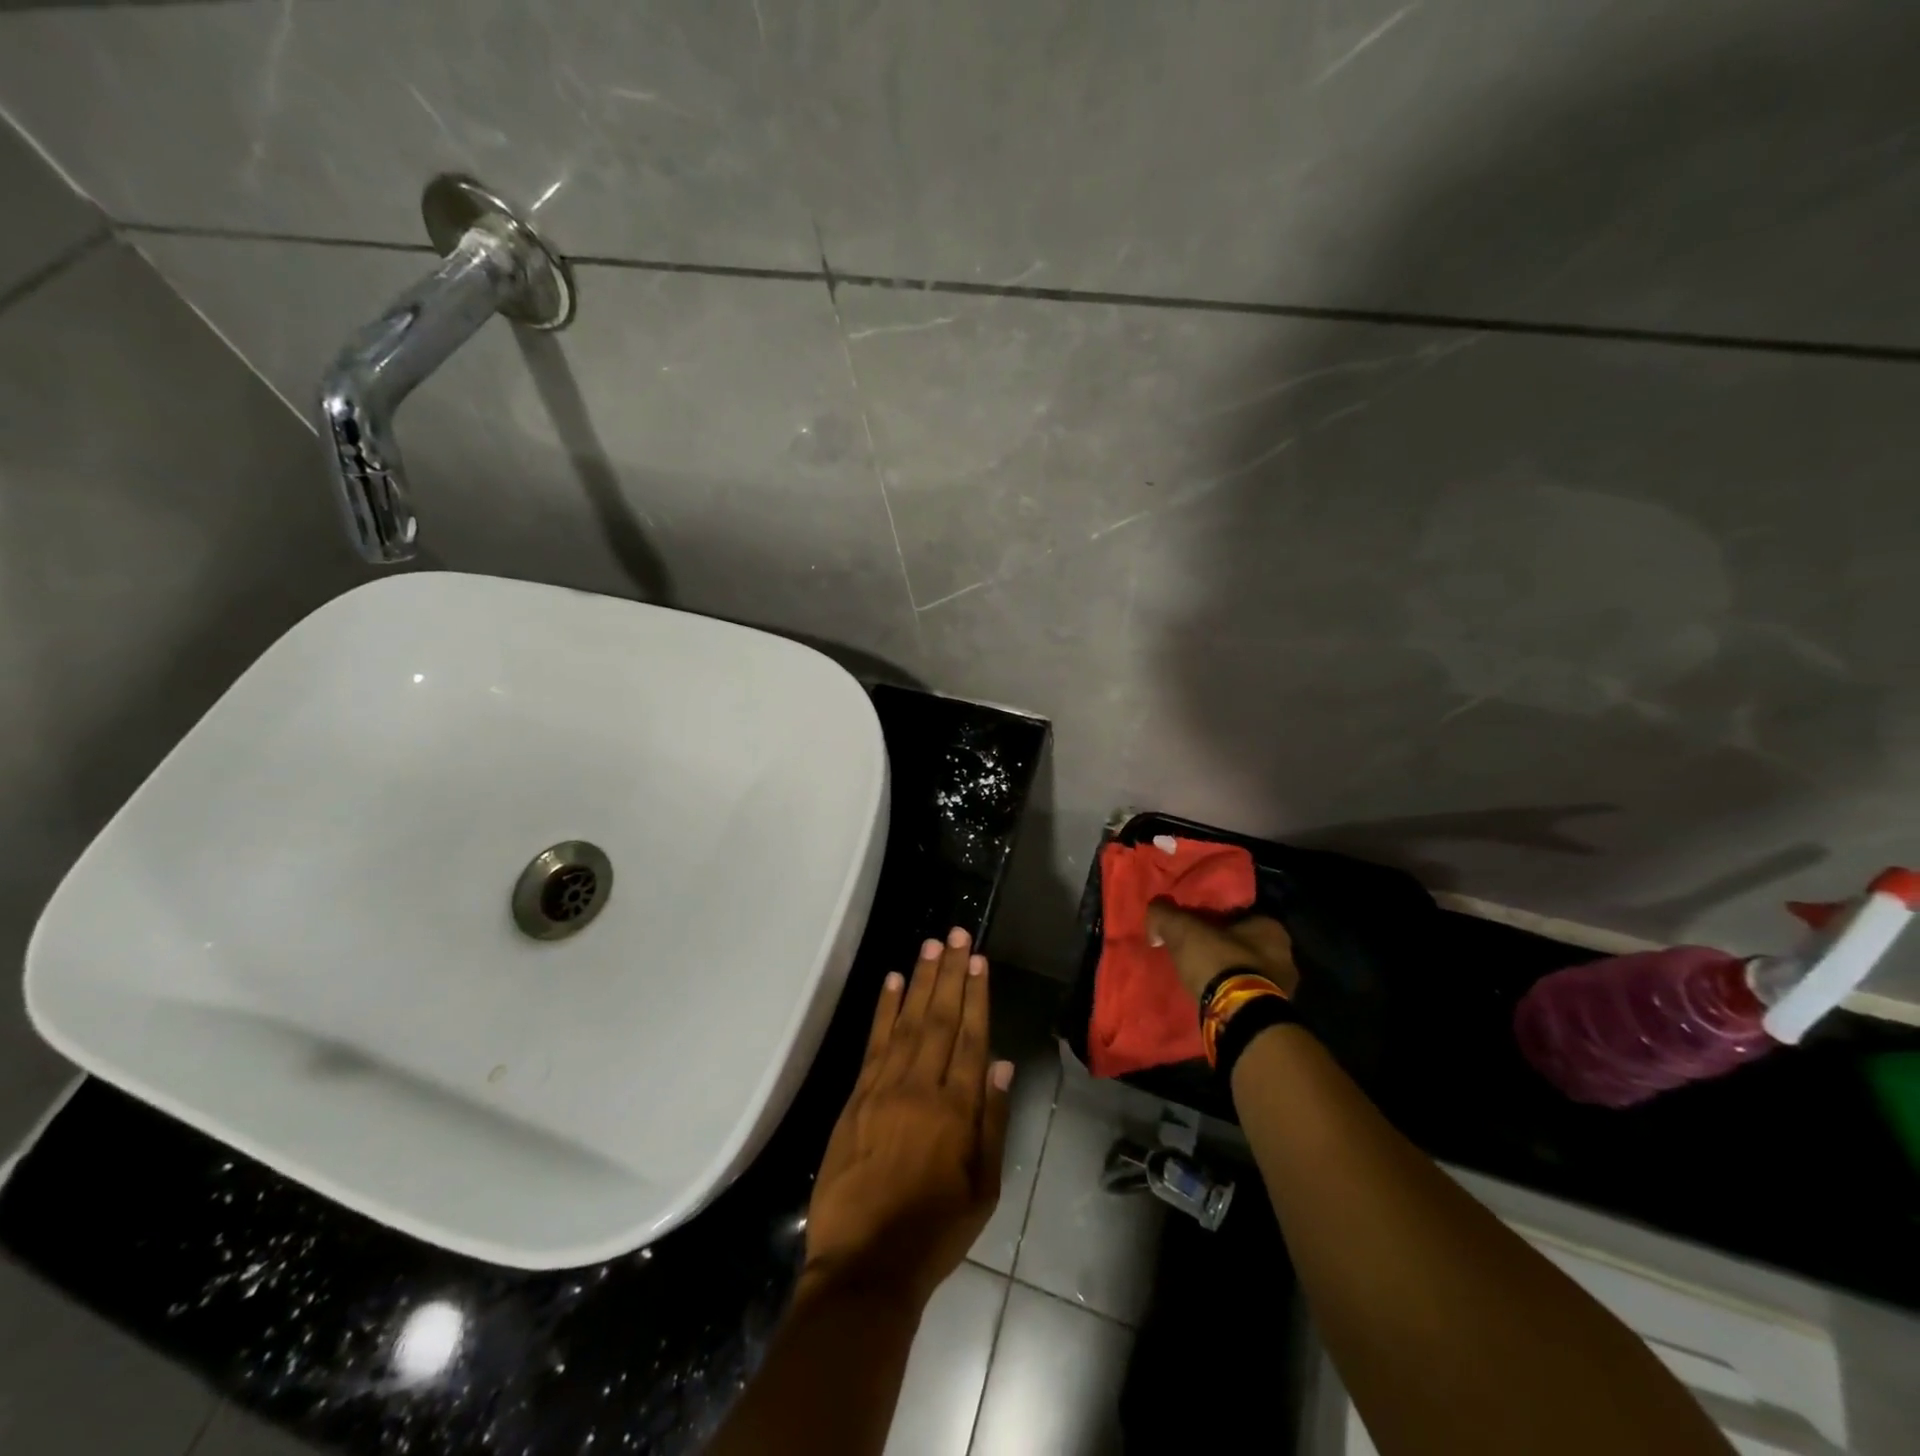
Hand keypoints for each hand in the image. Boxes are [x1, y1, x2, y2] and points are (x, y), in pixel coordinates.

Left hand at [802, 928, 1013, 1311]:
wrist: (865, 1265)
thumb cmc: (934, 1232)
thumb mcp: (983, 1189)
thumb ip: (993, 1122)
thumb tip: (1001, 1063)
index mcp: (956, 1111)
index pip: (971, 1038)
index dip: (976, 996)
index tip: (979, 961)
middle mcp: (921, 1088)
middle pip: (939, 1019)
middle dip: (950, 974)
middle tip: (957, 935)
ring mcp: (883, 1089)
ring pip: (907, 1022)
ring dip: (920, 981)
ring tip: (931, 946)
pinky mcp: (856, 1097)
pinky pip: (873, 1044)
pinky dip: (884, 1010)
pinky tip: (892, 982)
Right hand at [1147, 902, 1298, 1002]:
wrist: (1239, 1015)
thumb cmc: (1218, 961)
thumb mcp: (1181, 928)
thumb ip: (1164, 914)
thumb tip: (1156, 916)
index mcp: (1270, 926)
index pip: (1238, 914)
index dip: (1214, 919)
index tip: (1194, 927)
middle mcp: (1284, 954)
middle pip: (1244, 944)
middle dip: (1222, 948)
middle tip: (1195, 953)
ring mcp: (1283, 987)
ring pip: (1247, 971)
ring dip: (1228, 973)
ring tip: (1200, 978)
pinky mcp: (1273, 1014)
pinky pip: (1247, 995)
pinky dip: (1231, 995)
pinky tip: (1211, 997)